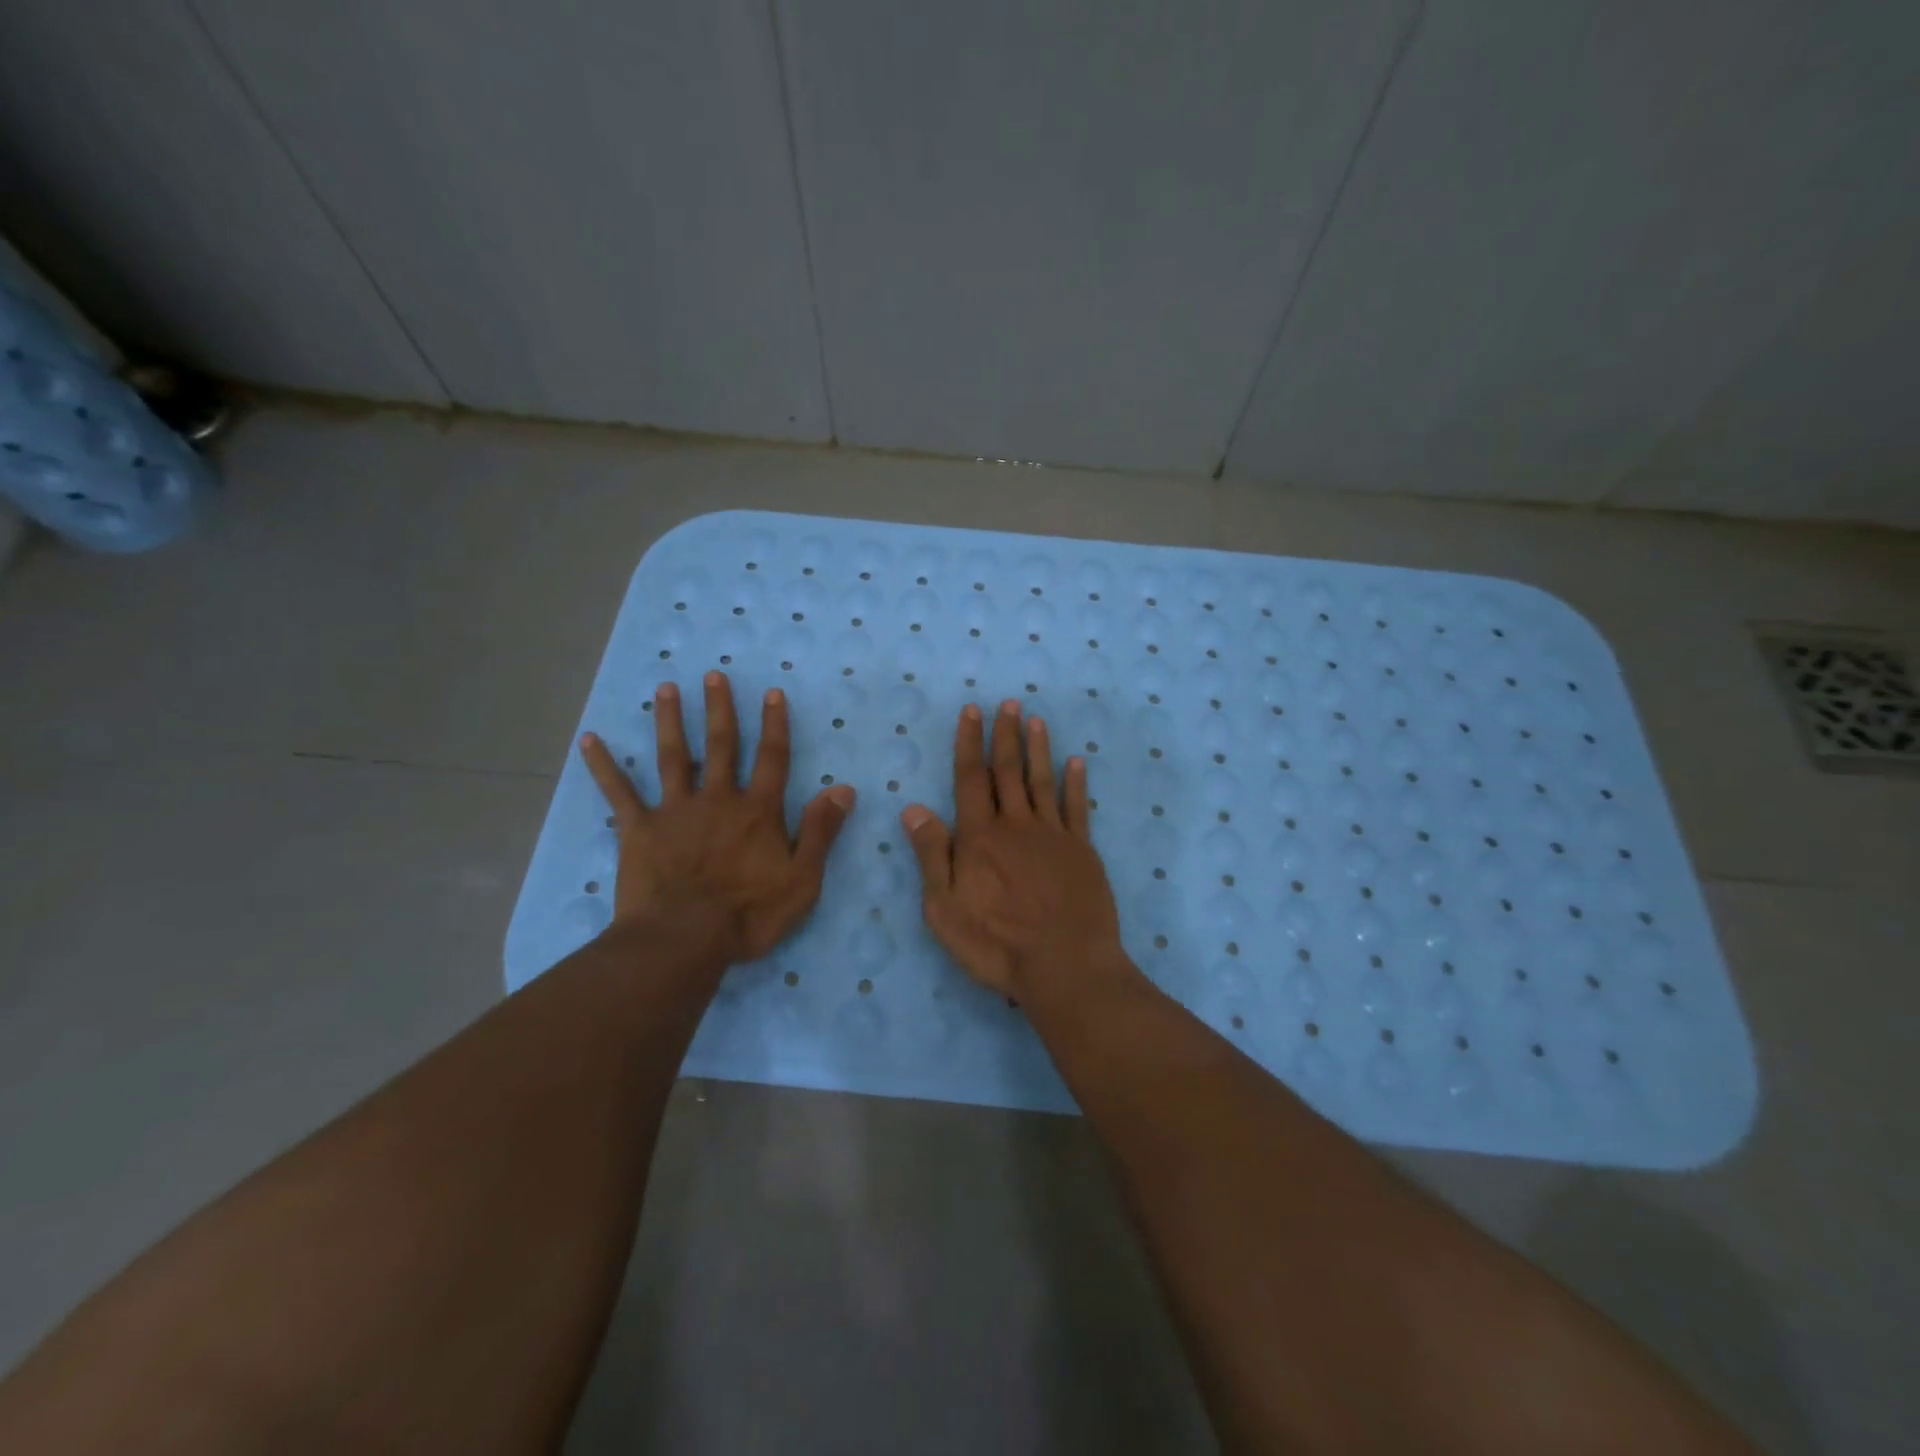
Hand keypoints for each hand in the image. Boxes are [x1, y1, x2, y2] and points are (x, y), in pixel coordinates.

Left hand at [580, 672, 854, 966]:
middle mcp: (717, 799)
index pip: (772, 758)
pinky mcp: (638, 829)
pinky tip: (589, 740)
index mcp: (758, 810)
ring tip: (665, 688)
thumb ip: (821, 831)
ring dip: (670, 720)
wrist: (683, 941)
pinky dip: (604, 766)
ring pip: (673, 756)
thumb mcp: (802, 879)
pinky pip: (619, 792)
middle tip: (713, 675)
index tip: (772, 692)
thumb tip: (844, 789)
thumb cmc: (748, 914)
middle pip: (720, 745)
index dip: (774, 724)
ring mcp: (675, 811)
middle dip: (719, 709)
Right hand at [901, 700, 1131, 1001]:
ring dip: (1038, 748)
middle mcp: (1016, 825)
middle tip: (1008, 703)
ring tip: (1035, 719)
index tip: (972, 711)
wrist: (1065, 966)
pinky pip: (1078, 807)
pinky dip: (1076, 782)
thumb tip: (914, 808)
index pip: (970, 778)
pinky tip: (1076, 762)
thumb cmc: (996, 943)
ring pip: (1042, 781)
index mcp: (979, 837)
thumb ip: (932, 855)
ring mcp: (1053, 835)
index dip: (969, 742)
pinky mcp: (1082, 851)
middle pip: (1007, 771)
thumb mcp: (945, 908)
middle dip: (1005, 734)